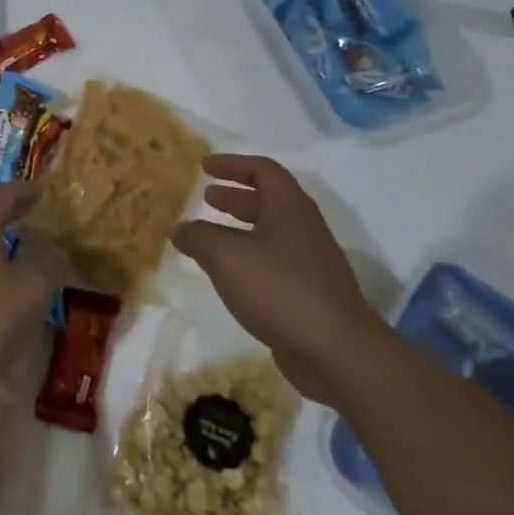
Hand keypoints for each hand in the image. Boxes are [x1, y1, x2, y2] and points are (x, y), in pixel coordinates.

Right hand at [171, 154, 390, 403]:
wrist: (335, 351)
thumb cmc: (279, 289)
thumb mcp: (227, 256)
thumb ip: (198, 237)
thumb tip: (178, 229)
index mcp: (289, 208)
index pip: (263, 170)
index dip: (232, 164)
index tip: (205, 166)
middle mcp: (303, 229)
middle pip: (267, 200)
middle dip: (234, 196)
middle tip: (206, 196)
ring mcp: (308, 262)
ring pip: (268, 233)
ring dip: (238, 229)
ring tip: (207, 235)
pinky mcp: (307, 293)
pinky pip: (271, 262)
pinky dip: (246, 258)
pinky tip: (226, 273)